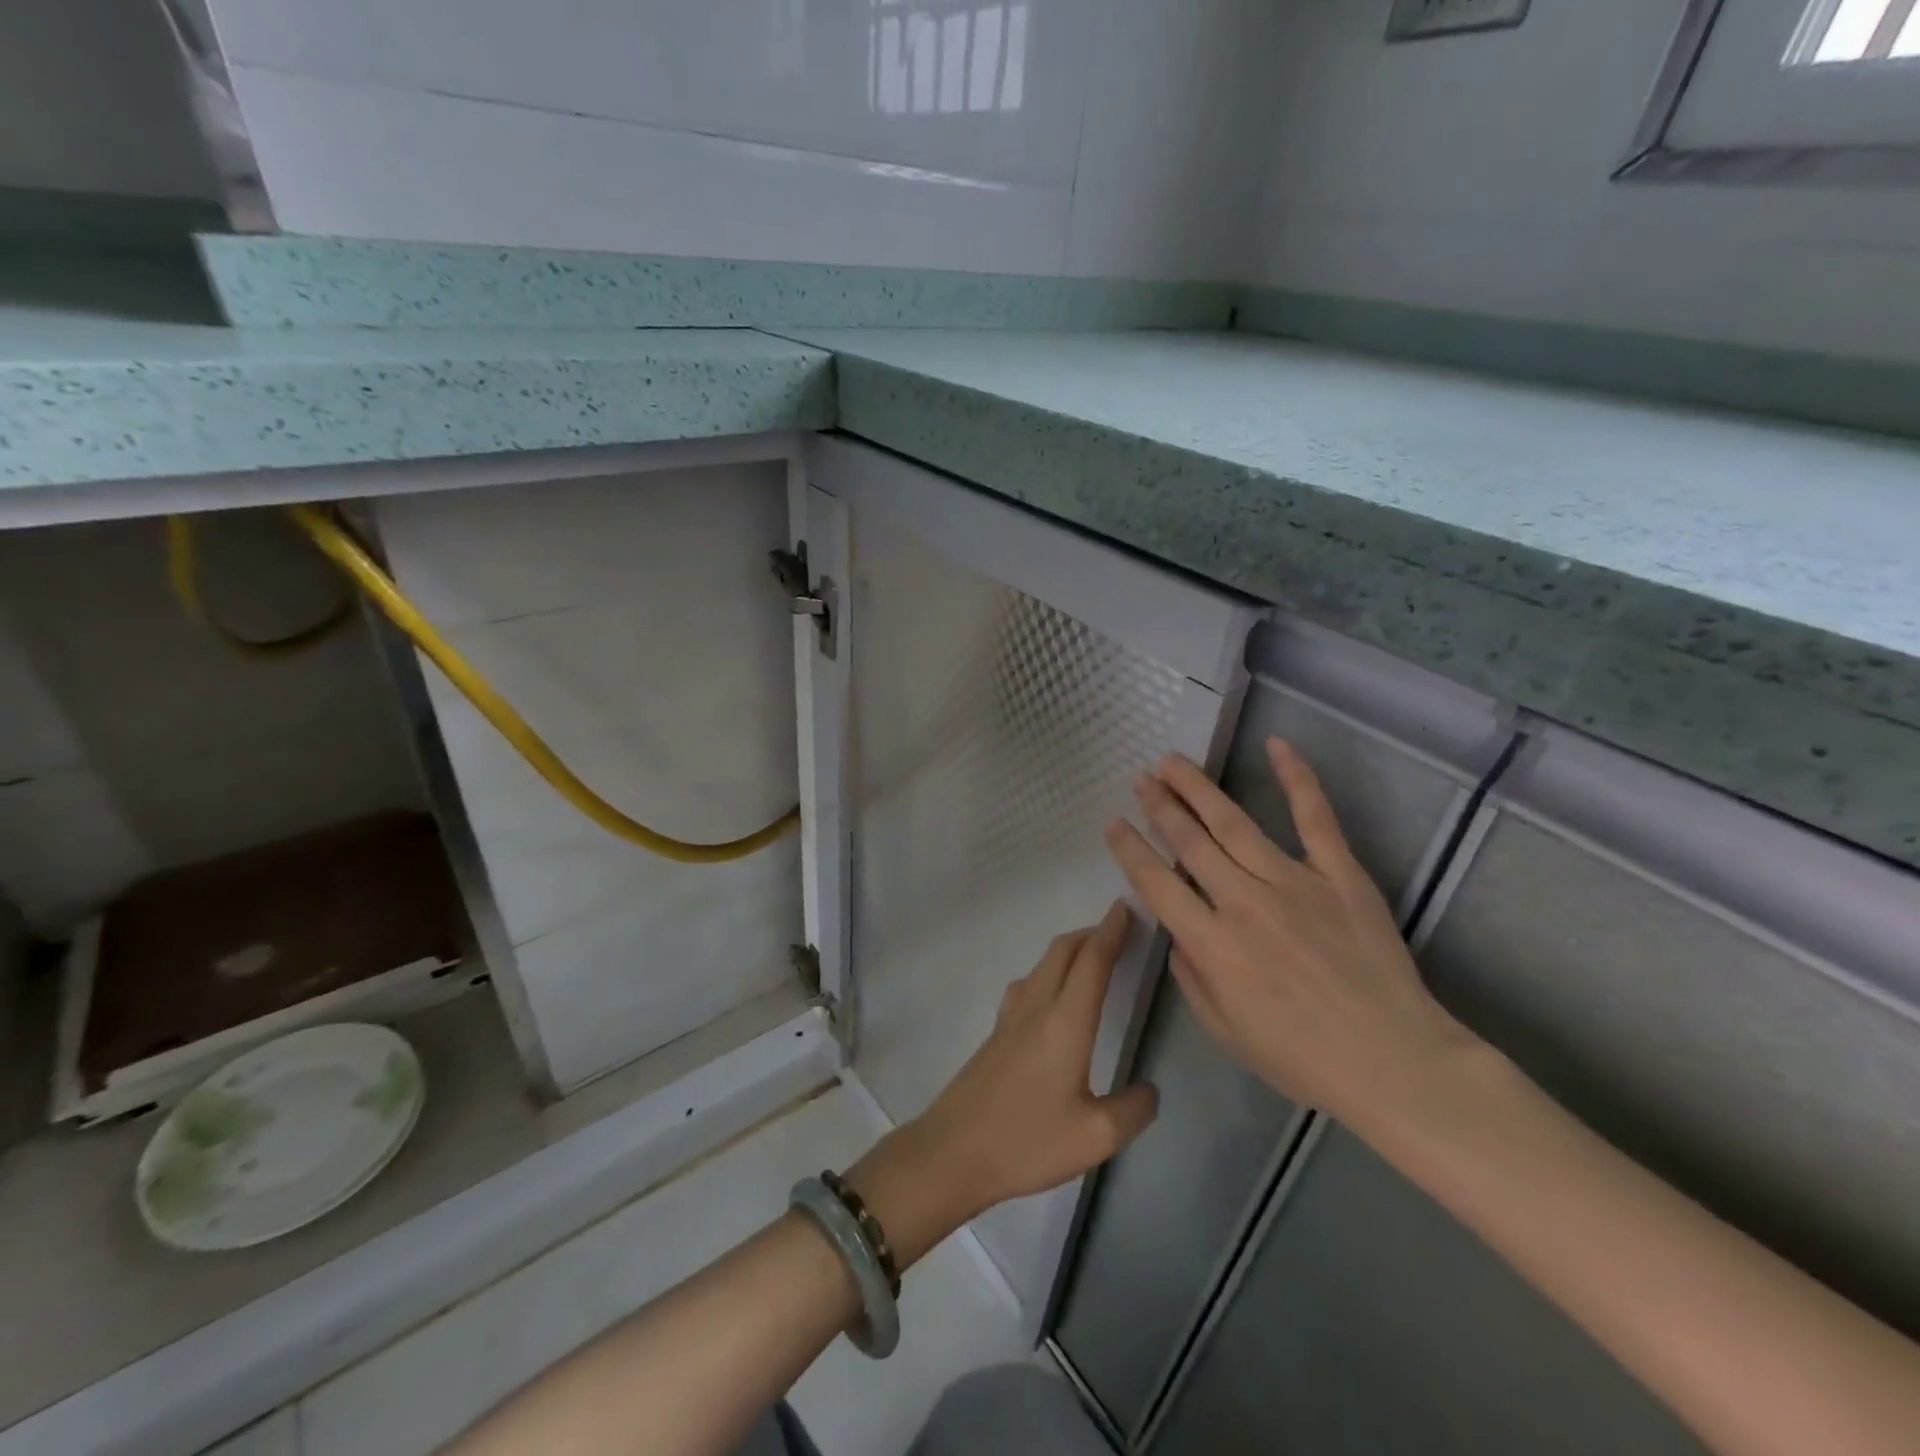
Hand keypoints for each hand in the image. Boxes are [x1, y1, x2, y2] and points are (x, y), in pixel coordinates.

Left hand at [846, 903, 1159, 1264]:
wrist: (952, 1151)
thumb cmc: (1026, 1142)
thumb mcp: (1095, 1137)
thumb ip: (1132, 1111)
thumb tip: (1148, 1090)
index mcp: (1065, 1022)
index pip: (1092, 961)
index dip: (1112, 931)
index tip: (1128, 907)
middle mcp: (1036, 1007)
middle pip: (1063, 951)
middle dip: (1092, 932)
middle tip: (1120, 929)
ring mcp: (1010, 1017)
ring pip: (1043, 964)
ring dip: (1070, 950)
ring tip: (1094, 958)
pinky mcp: (996, 1032)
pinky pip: (1029, 983)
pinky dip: (1051, 971)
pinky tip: (1055, 995)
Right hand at [1104, 739, 1478, 1132]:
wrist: (1394, 1063)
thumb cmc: (1302, 1058)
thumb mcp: (1224, 1032)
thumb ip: (1190, 977)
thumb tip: (1177, 933)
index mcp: (1212, 945)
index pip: (1156, 883)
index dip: (1130, 849)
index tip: (1113, 823)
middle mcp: (1243, 902)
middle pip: (1190, 842)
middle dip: (1159, 807)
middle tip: (1140, 779)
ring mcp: (1294, 882)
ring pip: (1233, 822)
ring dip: (1198, 788)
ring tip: (1172, 762)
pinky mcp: (1340, 874)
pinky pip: (1315, 818)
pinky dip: (1296, 778)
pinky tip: (1276, 744)